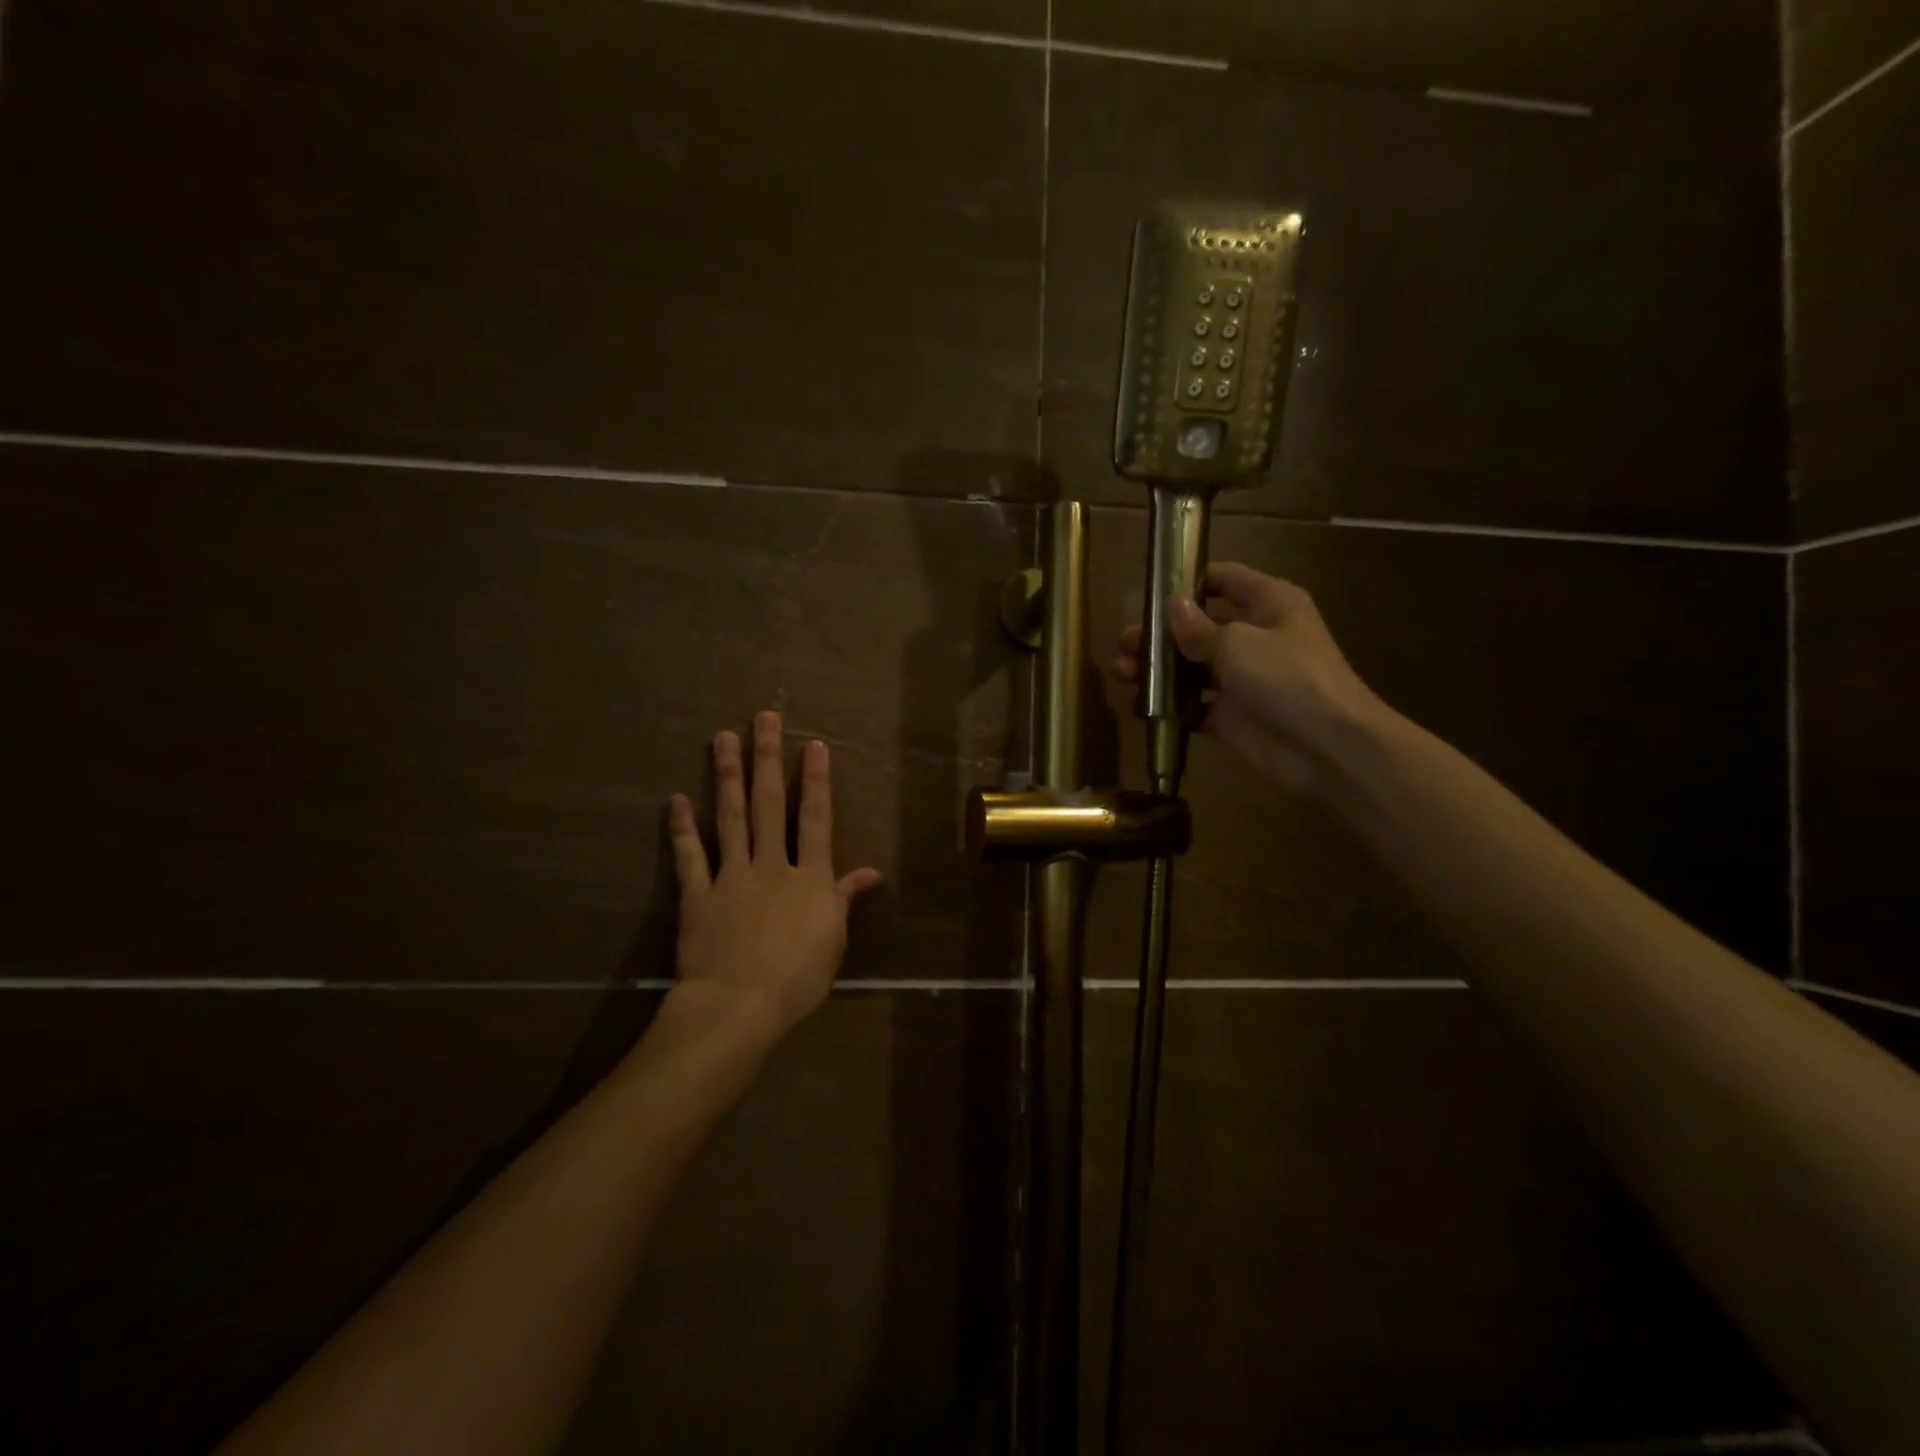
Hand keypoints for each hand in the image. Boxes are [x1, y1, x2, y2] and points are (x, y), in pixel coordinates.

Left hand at [667, 711, 882, 1040]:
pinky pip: (689, 856)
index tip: (813, 745)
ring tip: (723, 738)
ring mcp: (731, 876)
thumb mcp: (834, 939)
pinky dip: (682, 828)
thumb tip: (872, 871)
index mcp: (809, 877)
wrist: (739, 1004)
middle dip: (768, 758)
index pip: (816, 818)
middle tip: (764, 718)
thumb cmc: (798, 977)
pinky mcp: (698, 894)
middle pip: (769, 804)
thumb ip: (845, 898)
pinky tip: (677, 799)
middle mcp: (771, 864)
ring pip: (730, 817)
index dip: (816, 780)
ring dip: (728, 775)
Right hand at [1114, 563, 1383, 795]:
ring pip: (1190, 668)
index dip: (1188, 581)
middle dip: (1159, 634)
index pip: (1224, 579)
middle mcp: (1254, 636)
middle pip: (1198, 626)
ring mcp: (1242, 678)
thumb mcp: (1238, 643)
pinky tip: (1138, 706)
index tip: (1149, 591)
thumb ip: (1198, 628)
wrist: (1327, 747)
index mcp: (1268, 604)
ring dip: (1156, 670)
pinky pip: (1192, 705)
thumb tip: (1171, 606)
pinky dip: (1168, 706)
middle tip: (1123, 643)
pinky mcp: (1230, 716)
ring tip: (1121, 673)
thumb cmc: (1287, 678)